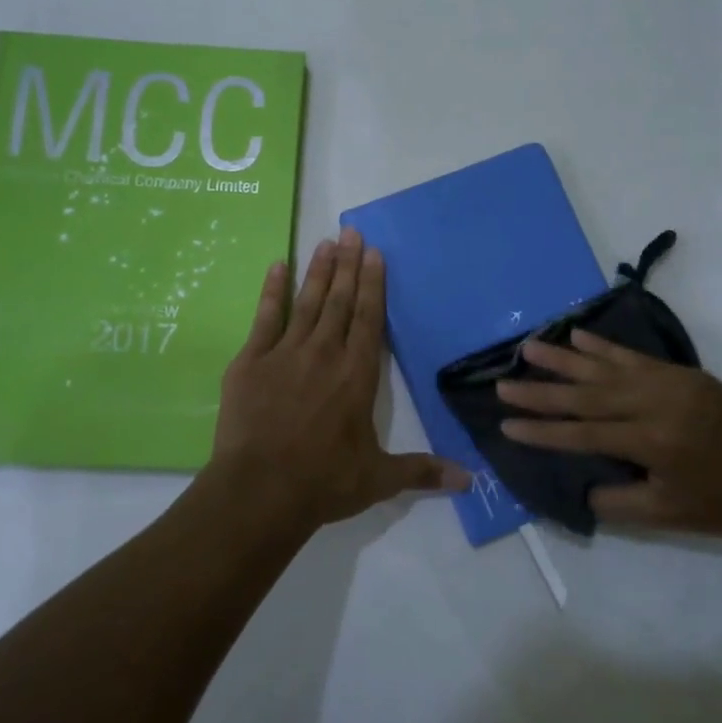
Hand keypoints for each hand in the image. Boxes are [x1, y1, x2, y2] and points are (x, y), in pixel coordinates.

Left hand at [211, 226, 469, 530]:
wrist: (260, 491)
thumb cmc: (324, 482)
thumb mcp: (379, 478)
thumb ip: (422, 471)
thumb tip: (470, 482)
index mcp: (357, 374)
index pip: (369, 319)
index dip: (373, 284)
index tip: (374, 253)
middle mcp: (324, 354)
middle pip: (339, 301)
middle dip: (348, 265)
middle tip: (351, 232)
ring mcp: (284, 354)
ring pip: (306, 302)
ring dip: (318, 271)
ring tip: (326, 242)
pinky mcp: (251, 362)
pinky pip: (264, 318)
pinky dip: (271, 292)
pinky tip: (277, 268)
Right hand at [497, 330, 721, 537]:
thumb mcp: (666, 515)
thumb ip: (616, 501)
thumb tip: (581, 483)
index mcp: (652, 442)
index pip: (582, 434)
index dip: (541, 430)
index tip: (506, 423)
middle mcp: (655, 404)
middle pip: (586, 395)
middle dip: (541, 391)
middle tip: (503, 382)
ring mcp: (670, 383)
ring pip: (605, 368)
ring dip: (564, 359)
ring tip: (528, 347)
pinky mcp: (683, 373)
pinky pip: (634, 356)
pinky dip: (603, 347)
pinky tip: (578, 337)